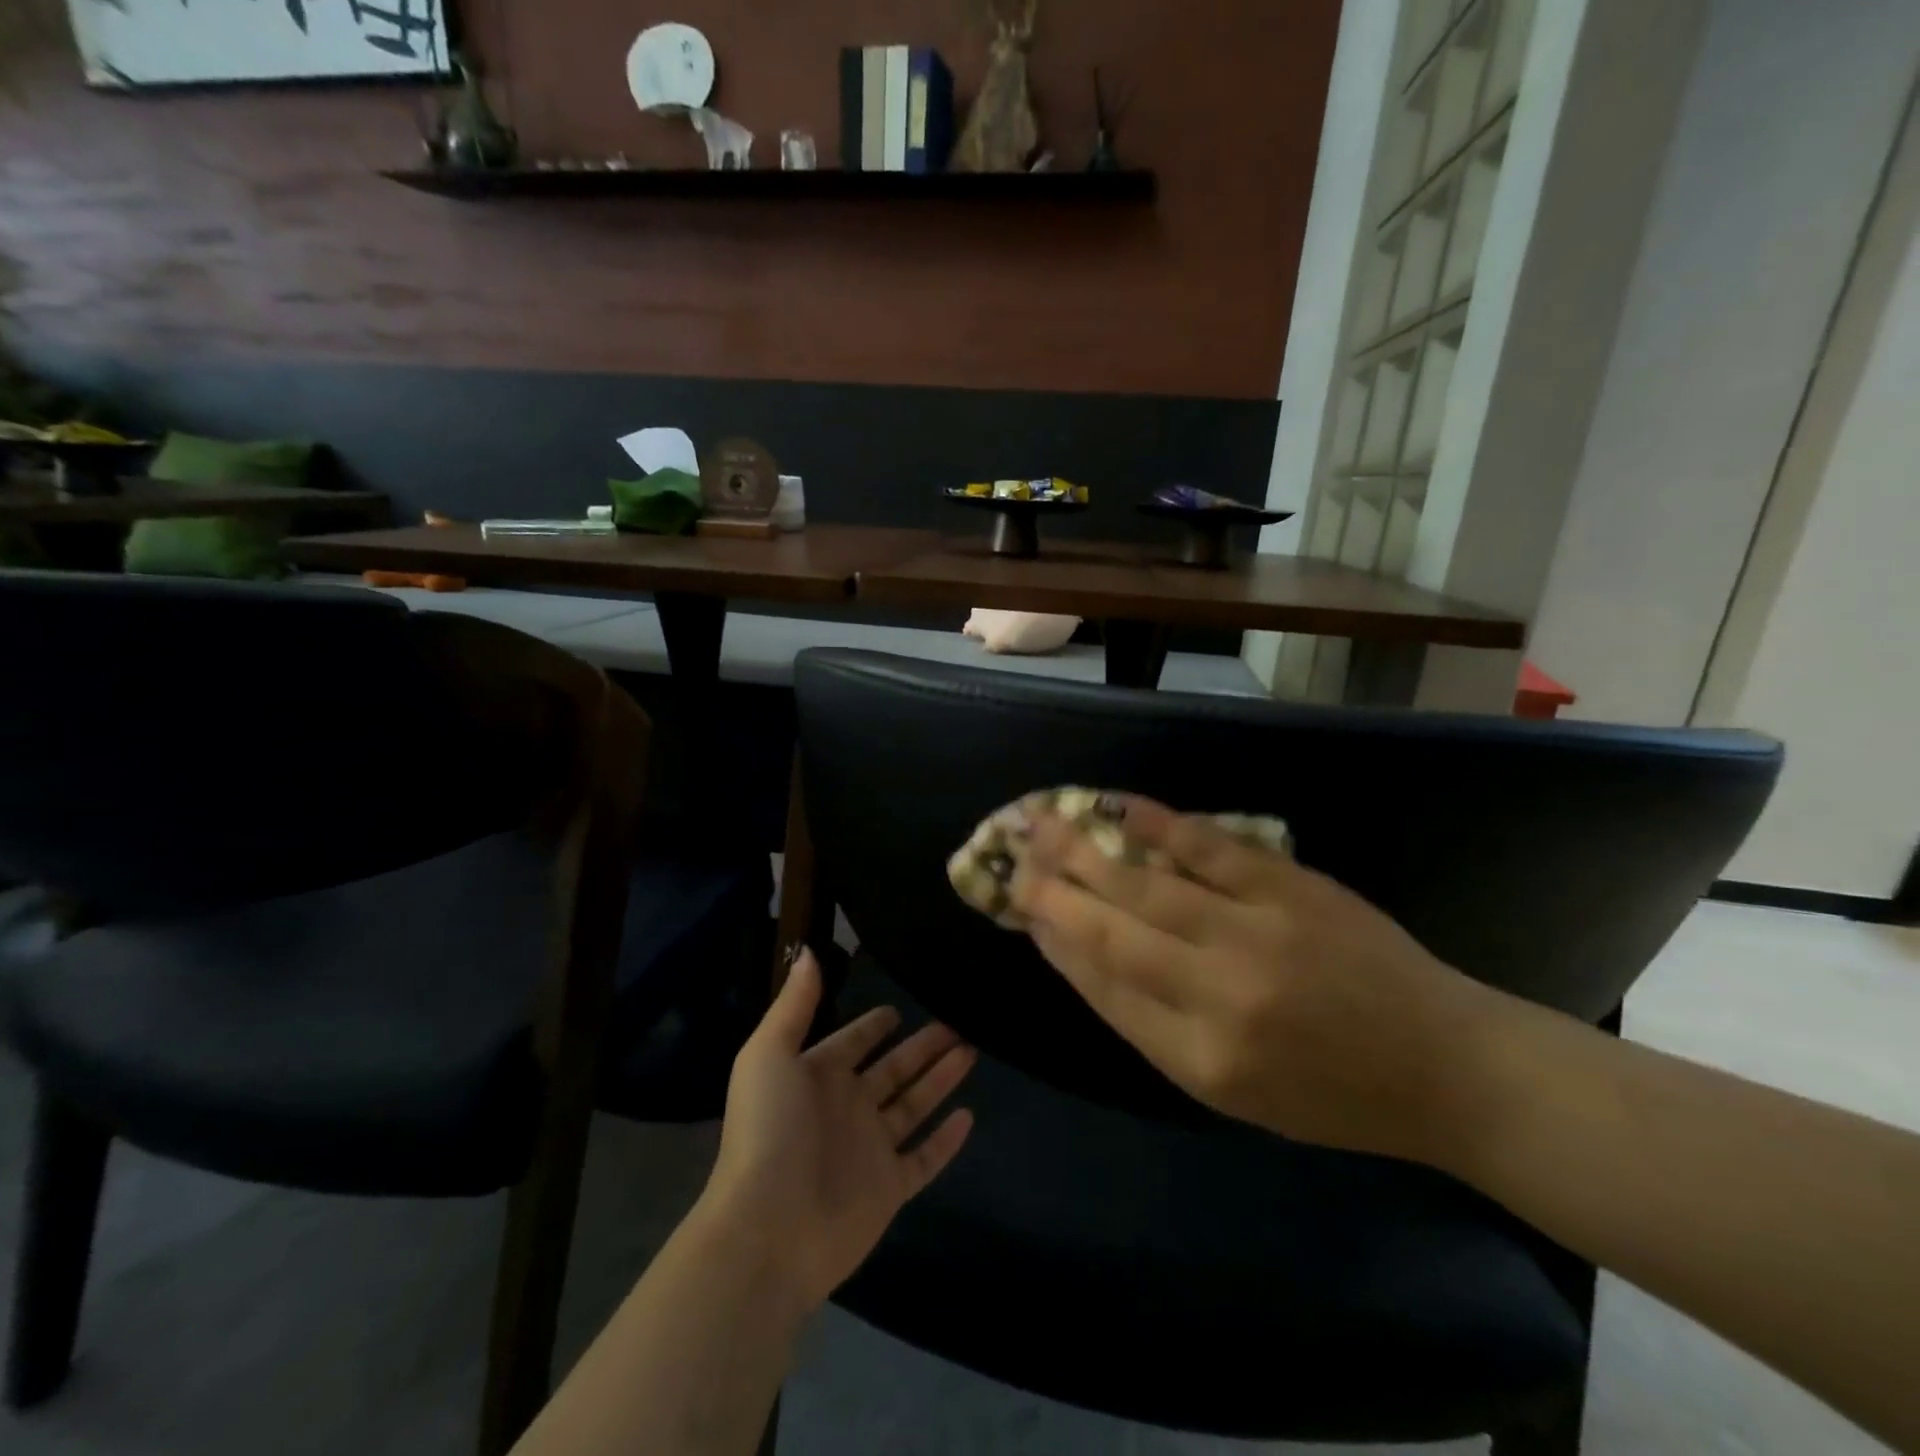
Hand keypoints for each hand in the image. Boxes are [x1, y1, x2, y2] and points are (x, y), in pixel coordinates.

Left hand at [697, 949, 976, 1315]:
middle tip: (957, 1021)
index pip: (853, 1041)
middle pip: (894, 1068)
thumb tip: (809, 951)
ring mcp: (869, 1149)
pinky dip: (946, 1140)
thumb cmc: (768, 1131)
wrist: (767, 1230)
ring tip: (972, 1050)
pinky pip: (924, 1158)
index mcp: (818, 1076)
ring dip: (941, 1079)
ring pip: (914, 1105)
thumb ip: (795, 1004)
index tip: (900, 1005)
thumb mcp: (769, 1054)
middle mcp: (847, 1107)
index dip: (874, 1025)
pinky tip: (969, 1116)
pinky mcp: (889, 1188)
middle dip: (923, 1045)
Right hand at [1009, 797, 1504, 1162]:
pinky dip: (1158, 825)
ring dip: (1088, 851)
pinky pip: (1209, 849)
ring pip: (1148, 885)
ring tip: (1042, 824)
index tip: (1019, 907)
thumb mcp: (1230, 1092)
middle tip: (1010, 856)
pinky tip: (1118, 807)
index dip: (1054, 941)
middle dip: (1052, 891)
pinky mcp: (1291, 889)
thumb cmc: (1329, 1095)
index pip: (1102, 987)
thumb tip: (1081, 953)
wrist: (1443, 1066)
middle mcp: (1218, 996)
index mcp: (1198, 1061)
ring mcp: (1256, 934)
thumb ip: (1150, 1024)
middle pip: (1112, 932)